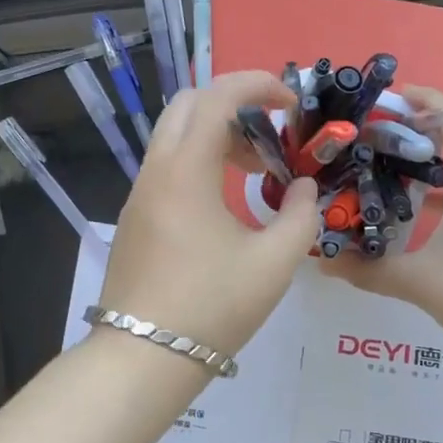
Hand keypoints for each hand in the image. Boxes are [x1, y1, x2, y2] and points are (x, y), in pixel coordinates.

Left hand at [96, 71, 320, 356]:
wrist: (142, 358)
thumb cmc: (212, 306)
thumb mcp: (274, 263)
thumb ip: (300, 216)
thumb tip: (306, 188)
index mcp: (186, 169)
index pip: (218, 96)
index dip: (258, 85)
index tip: (291, 102)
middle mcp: (157, 168)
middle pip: (189, 104)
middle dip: (234, 104)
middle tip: (270, 135)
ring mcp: (140, 191)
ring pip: (175, 134)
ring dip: (216, 134)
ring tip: (256, 169)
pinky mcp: (136, 214)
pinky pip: (167, 164)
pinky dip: (199, 159)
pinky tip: (226, 199)